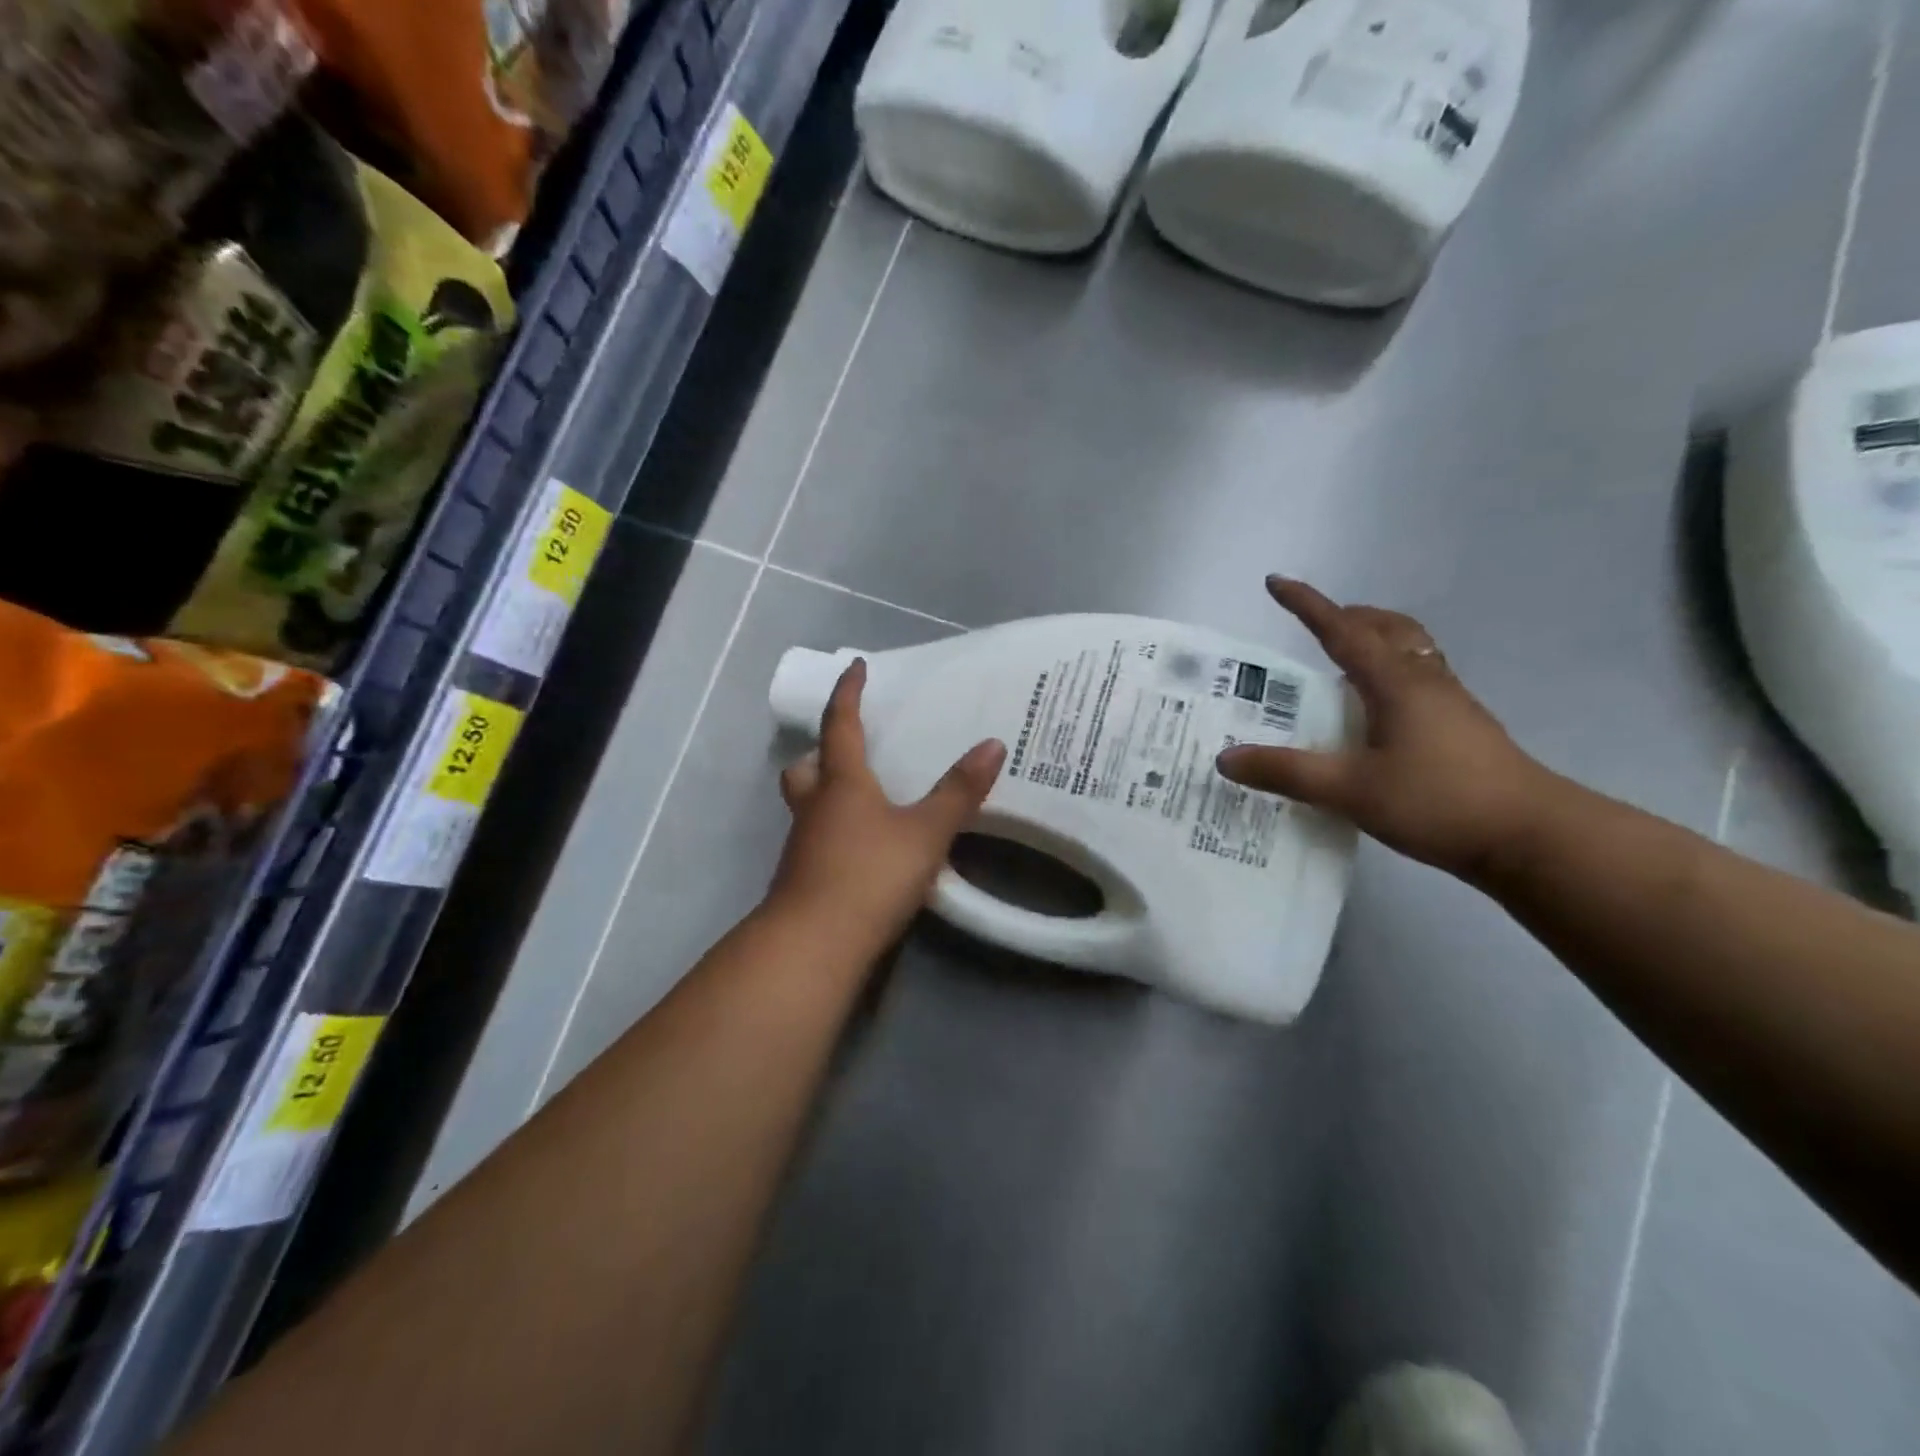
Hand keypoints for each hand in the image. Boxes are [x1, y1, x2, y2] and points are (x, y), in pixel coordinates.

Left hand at [770, 659, 1005, 946]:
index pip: (840, 725)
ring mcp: (803, 845)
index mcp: (842, 783)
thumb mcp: (926, 832)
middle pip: (805, 769)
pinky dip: (835, 831)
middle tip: (848, 751)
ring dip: (827, 794)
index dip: (849, 693)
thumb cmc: (870, 874)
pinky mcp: (803, 878)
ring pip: (807, 805)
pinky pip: (816, 839)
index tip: (856, 667)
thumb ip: (959, 792)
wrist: (816, 944)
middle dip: (822, 753)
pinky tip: (864, 849)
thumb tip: (993, 744)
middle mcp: (815, 807)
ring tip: (865, 801)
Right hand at [1217, 577, 1559, 883]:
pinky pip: (1419, 681)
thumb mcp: (1351, 790)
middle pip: (1388, 629)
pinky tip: (1374, 715)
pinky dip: (1389, 675)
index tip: (1276, 582)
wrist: (1532, 836)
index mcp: (1395, 683)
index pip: (1342, 631)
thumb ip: (1287, 773)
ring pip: (1409, 652)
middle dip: (1350, 617)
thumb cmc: (1439, 801)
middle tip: (1315, 626)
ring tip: (1340, 666)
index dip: (1306, 605)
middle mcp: (1424, 681)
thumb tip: (1225, 758)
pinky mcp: (1462, 729)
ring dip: (1374, 643)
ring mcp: (1450, 704)